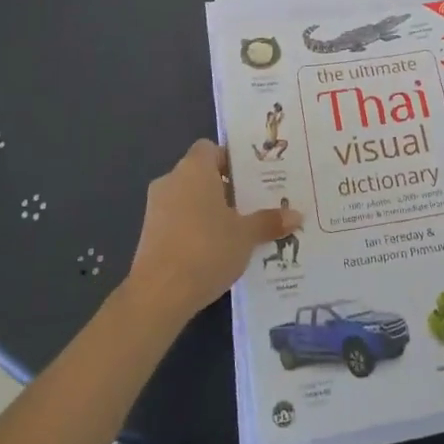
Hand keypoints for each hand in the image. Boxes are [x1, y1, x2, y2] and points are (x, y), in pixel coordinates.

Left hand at [124, 140, 301, 323]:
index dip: (229, 160)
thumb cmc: (207, 249)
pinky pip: (175, 220)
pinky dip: (191, 229)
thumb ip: (268, 222)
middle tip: (250, 206)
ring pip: (187, 198)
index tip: (249, 180)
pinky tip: (211, 252)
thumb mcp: (245, 236)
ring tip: (234, 232)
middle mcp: (171, 180)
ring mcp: (155, 207)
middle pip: (200, 174)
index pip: (210, 149)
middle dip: (223, 188)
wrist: (159, 293)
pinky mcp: (147, 234)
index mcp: (194, 169)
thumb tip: (296, 215)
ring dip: (206, 210)